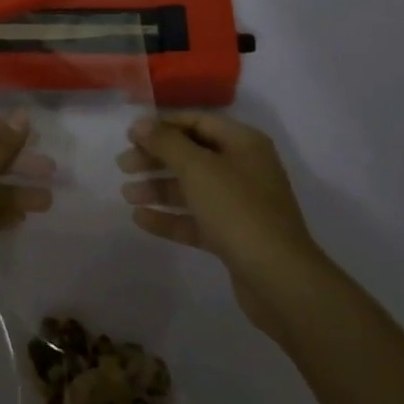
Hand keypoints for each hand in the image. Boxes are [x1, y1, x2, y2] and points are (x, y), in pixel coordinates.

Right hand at [118, 112, 330, 341]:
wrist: (280, 280)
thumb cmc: (238, 210)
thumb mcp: (198, 168)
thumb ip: (166, 143)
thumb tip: (140, 123)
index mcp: (243, 143)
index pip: (197, 122)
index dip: (163, 126)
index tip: (131, 136)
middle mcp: (244, 168)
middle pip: (192, 155)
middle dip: (156, 159)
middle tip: (123, 166)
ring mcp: (240, 205)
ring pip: (192, 189)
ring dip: (159, 188)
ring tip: (126, 194)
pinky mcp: (234, 237)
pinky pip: (196, 219)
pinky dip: (170, 217)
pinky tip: (141, 219)